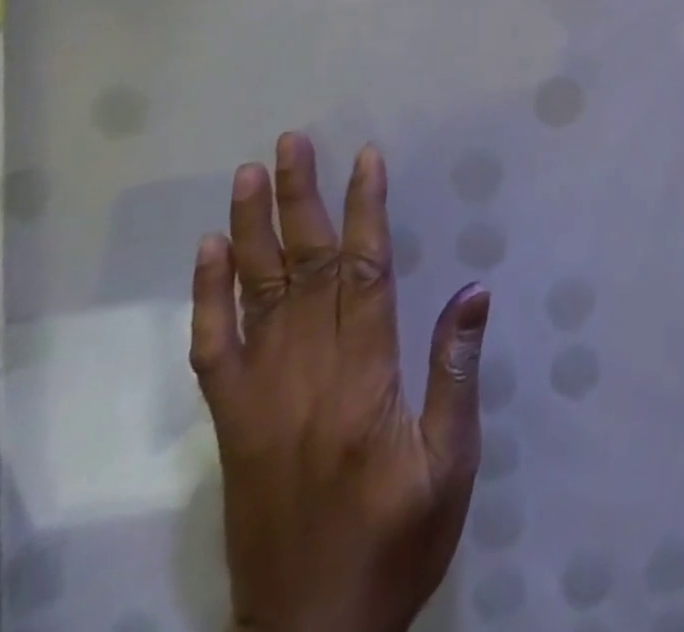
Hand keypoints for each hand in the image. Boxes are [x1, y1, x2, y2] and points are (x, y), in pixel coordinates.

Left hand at [190, 133, 491, 631]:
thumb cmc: (397, 541)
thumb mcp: (450, 463)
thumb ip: (456, 372)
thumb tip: (473, 290)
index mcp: (364, 380)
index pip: (364, 274)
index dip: (366, 210)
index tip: (367, 157)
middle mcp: (305, 376)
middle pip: (305, 269)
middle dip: (301, 199)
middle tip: (292, 142)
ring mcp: (260, 398)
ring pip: (256, 296)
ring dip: (252, 230)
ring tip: (249, 174)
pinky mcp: (233, 424)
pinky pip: (214, 350)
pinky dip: (209, 297)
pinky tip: (209, 254)